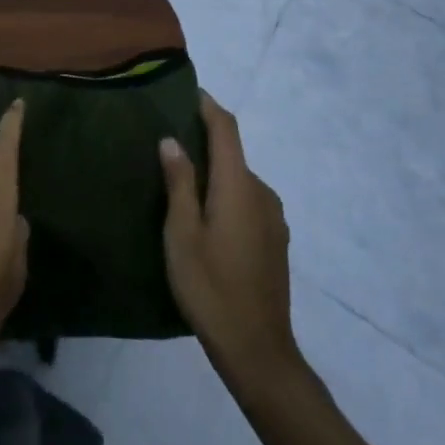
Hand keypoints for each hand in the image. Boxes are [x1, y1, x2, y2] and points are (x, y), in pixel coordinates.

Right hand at [160, 93, 299, 382]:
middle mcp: (261, 192)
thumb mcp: (182, 234)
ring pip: (239, 179)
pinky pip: (247, 201)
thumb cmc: (211, 288)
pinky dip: (226, 195)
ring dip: (215, 173)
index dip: (207, 105)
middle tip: (169, 143)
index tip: (185, 92)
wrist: (259, 352)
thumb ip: (179, 182)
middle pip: (232, 153)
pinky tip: (206, 218)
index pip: (226, 128)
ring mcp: (273, 218)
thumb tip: (172, 139)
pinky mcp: (276, 240)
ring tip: (182, 184)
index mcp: (238, 185)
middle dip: (204, 141)